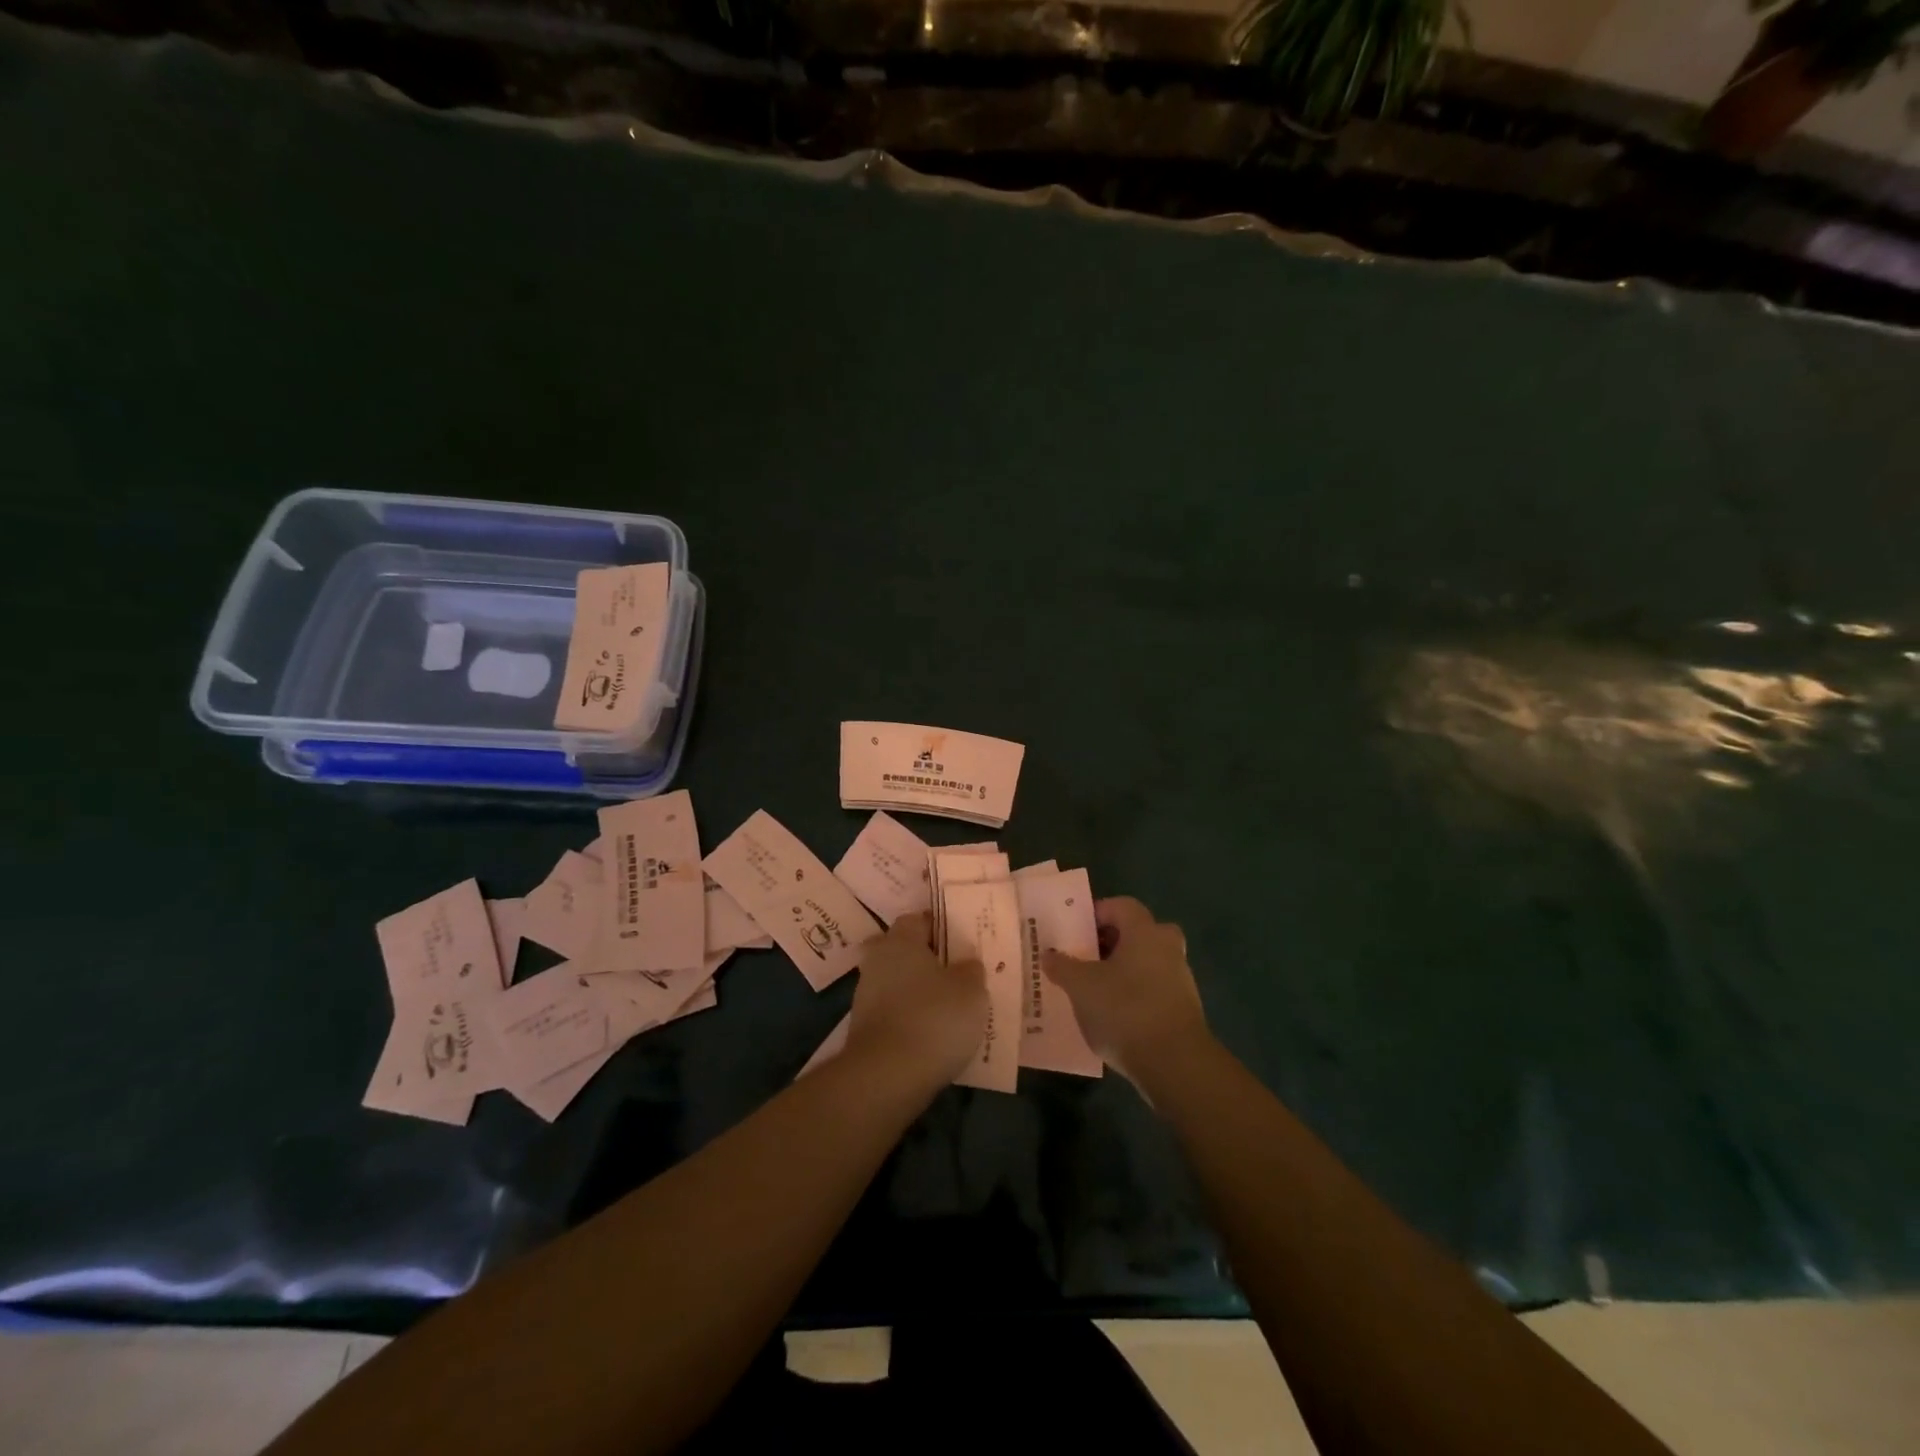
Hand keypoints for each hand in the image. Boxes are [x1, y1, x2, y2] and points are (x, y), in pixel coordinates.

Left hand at [846, 913, 987, 1083]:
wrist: (886, 1077)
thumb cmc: (934, 1018)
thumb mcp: (970, 990)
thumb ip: (970, 970)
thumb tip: (966, 962)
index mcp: (900, 940)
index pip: (918, 920)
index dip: (940, 927)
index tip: (962, 941)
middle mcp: (877, 961)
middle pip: (904, 951)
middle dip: (927, 960)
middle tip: (957, 973)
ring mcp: (866, 996)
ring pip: (897, 982)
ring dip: (918, 991)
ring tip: (950, 1007)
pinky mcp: (864, 1029)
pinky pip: (893, 1012)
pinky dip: (910, 1017)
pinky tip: (932, 1033)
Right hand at [1043, 897, 1208, 1081]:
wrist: (1174, 1064)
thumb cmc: (1125, 1010)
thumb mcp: (1081, 986)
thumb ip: (1062, 966)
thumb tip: (1049, 954)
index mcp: (1145, 932)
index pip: (1122, 906)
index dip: (1097, 913)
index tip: (1074, 931)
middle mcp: (1167, 948)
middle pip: (1138, 933)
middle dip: (1111, 942)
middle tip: (1085, 957)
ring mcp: (1180, 980)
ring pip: (1146, 963)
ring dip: (1122, 971)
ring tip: (1092, 990)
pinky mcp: (1183, 1010)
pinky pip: (1153, 990)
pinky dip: (1133, 995)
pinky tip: (1112, 1016)